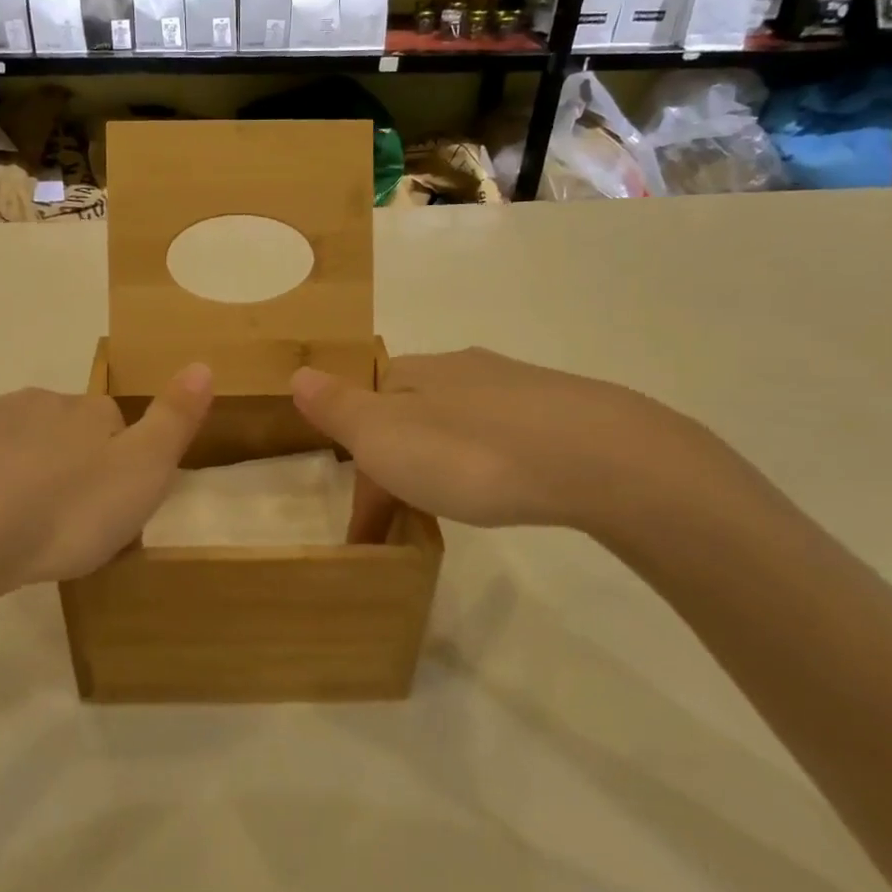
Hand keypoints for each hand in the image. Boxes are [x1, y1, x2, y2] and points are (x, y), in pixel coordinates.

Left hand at [0, 365, 213, 638]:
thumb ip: (176, 418)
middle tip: (76, 521)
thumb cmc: (65, 510)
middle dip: (74, 463)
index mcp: (85, 413)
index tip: (121, 508)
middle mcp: (34, 406)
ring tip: (27, 517)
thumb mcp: (145, 472)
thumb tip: (202, 363)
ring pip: (12, 438)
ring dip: (24, 465)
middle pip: (65, 430)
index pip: (116, 423)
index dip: (125, 463)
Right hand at [291, 348, 725, 538]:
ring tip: (453, 506)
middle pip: (411, 412)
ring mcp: (515, 385)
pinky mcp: (561, 410)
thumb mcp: (383, 436)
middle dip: (399, 460)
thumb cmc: (470, 452)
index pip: (366, 407)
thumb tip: (297, 373)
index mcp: (412, 371)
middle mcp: (460, 367)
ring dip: (444, 458)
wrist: (594, 457)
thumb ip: (337, 407)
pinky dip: (490, 459)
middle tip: (404, 518)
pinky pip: (506, 433)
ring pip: (459, 420)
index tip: (365, 523)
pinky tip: (506, 484)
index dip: (359, 462)